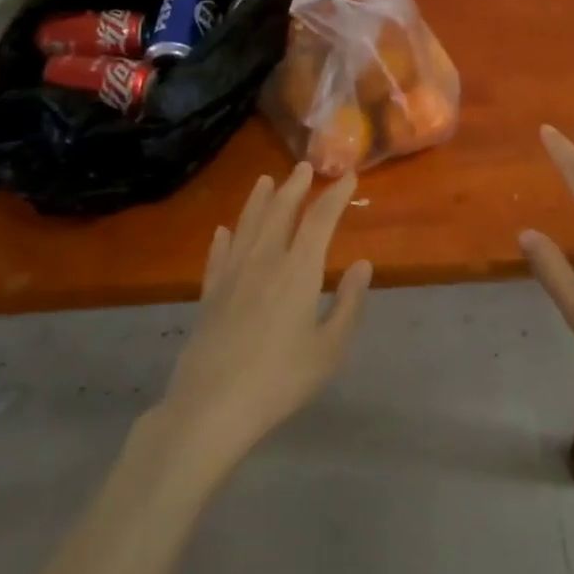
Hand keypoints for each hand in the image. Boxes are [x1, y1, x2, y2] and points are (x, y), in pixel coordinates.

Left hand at [160, 163, 373, 467]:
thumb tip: (363, 264)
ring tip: (266, 180)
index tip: (349, 176)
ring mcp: (232, 275)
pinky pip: (218, 255)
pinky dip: (224, 238)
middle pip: (280, 212)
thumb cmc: (280, 380)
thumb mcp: (329, 349)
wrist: (212, 406)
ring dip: (258, 200)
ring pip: (247, 225)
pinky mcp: (209, 295)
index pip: (320, 220)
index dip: (336, 195)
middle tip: (304, 167)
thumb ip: (349, 304)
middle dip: (295, 186)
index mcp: (298, 271)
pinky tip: (224, 230)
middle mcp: (264, 261)